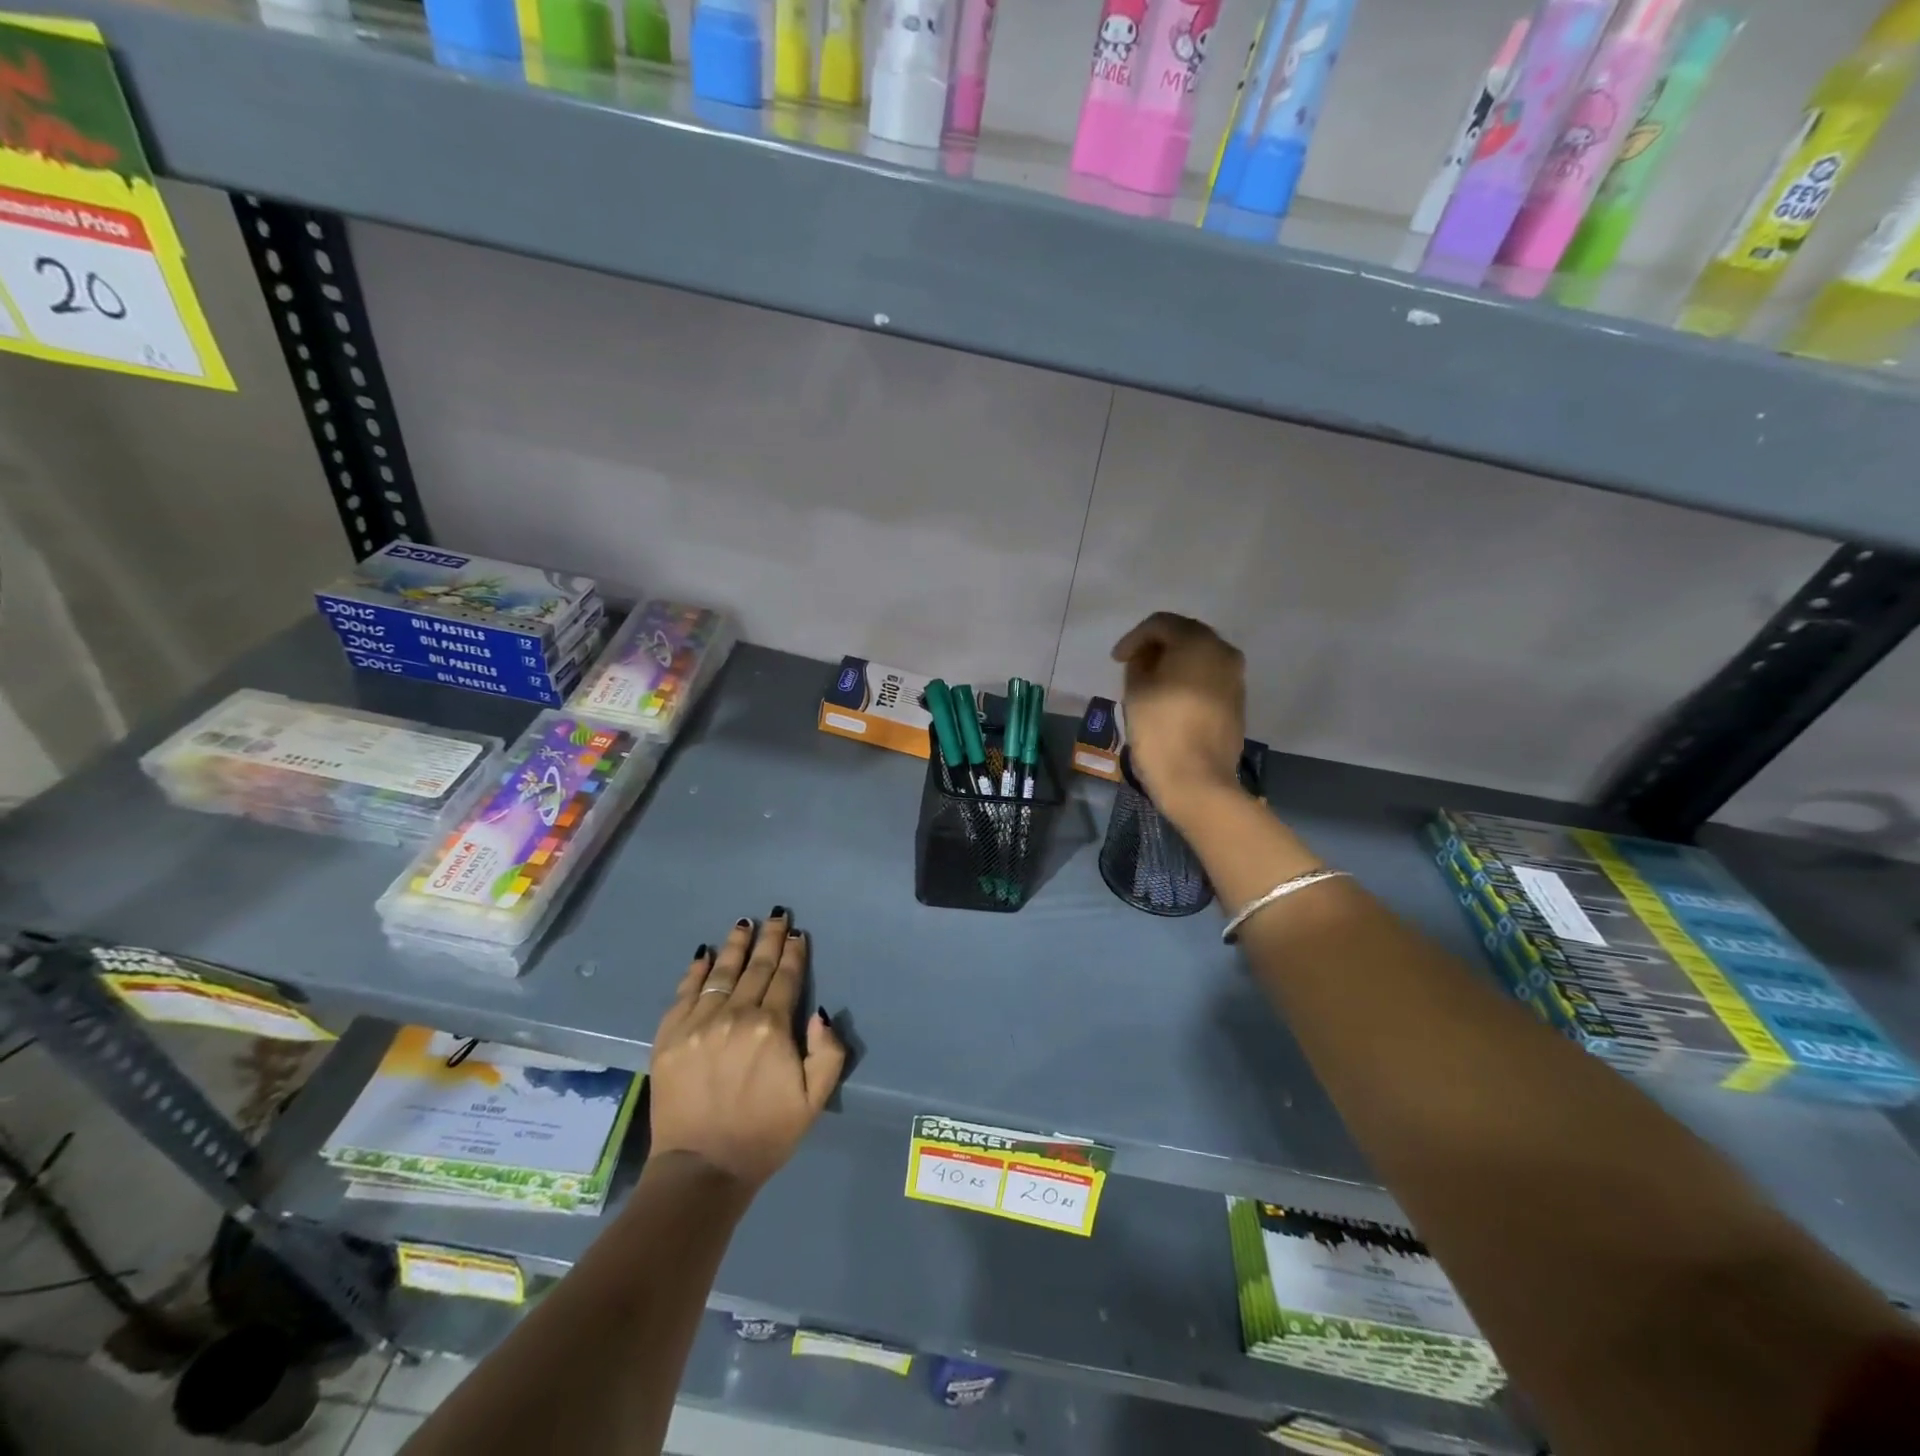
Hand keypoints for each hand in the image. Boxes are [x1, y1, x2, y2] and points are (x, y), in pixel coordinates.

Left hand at [648, 910, 845, 1191]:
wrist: (702, 1171)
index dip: (794, 954)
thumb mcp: (815, 1100)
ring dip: (735, 946)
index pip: (785, 978)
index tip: (798, 934)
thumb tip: (819, 1013)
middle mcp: (734, 1015)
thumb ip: (827, 1052)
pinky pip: (684, 993)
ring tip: (744, 923)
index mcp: (771, 1028)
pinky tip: (704, 955)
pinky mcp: (669, 1037)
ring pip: (720, 973)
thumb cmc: (765, 1134)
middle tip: (776, 915)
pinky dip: (695, 971)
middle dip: (769, 939)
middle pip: (755, 968)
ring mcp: (697, 1024)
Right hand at [1111, 612, 1246, 816]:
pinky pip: (1209, 677)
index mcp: (1198, 642)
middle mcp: (1223, 651)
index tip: (1116, 660)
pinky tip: (1170, 697)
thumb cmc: (1160, 730)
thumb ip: (1139, 664)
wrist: (1197, 779)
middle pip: (1185, 635)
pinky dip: (1189, 679)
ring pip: (1200, 656)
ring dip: (1174, 662)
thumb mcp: (1136, 691)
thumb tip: (1148, 658)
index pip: (1161, 623)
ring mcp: (1235, 677)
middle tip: (1133, 664)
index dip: (1134, 638)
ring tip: (1150, 681)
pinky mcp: (1237, 700)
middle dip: (1157, 646)